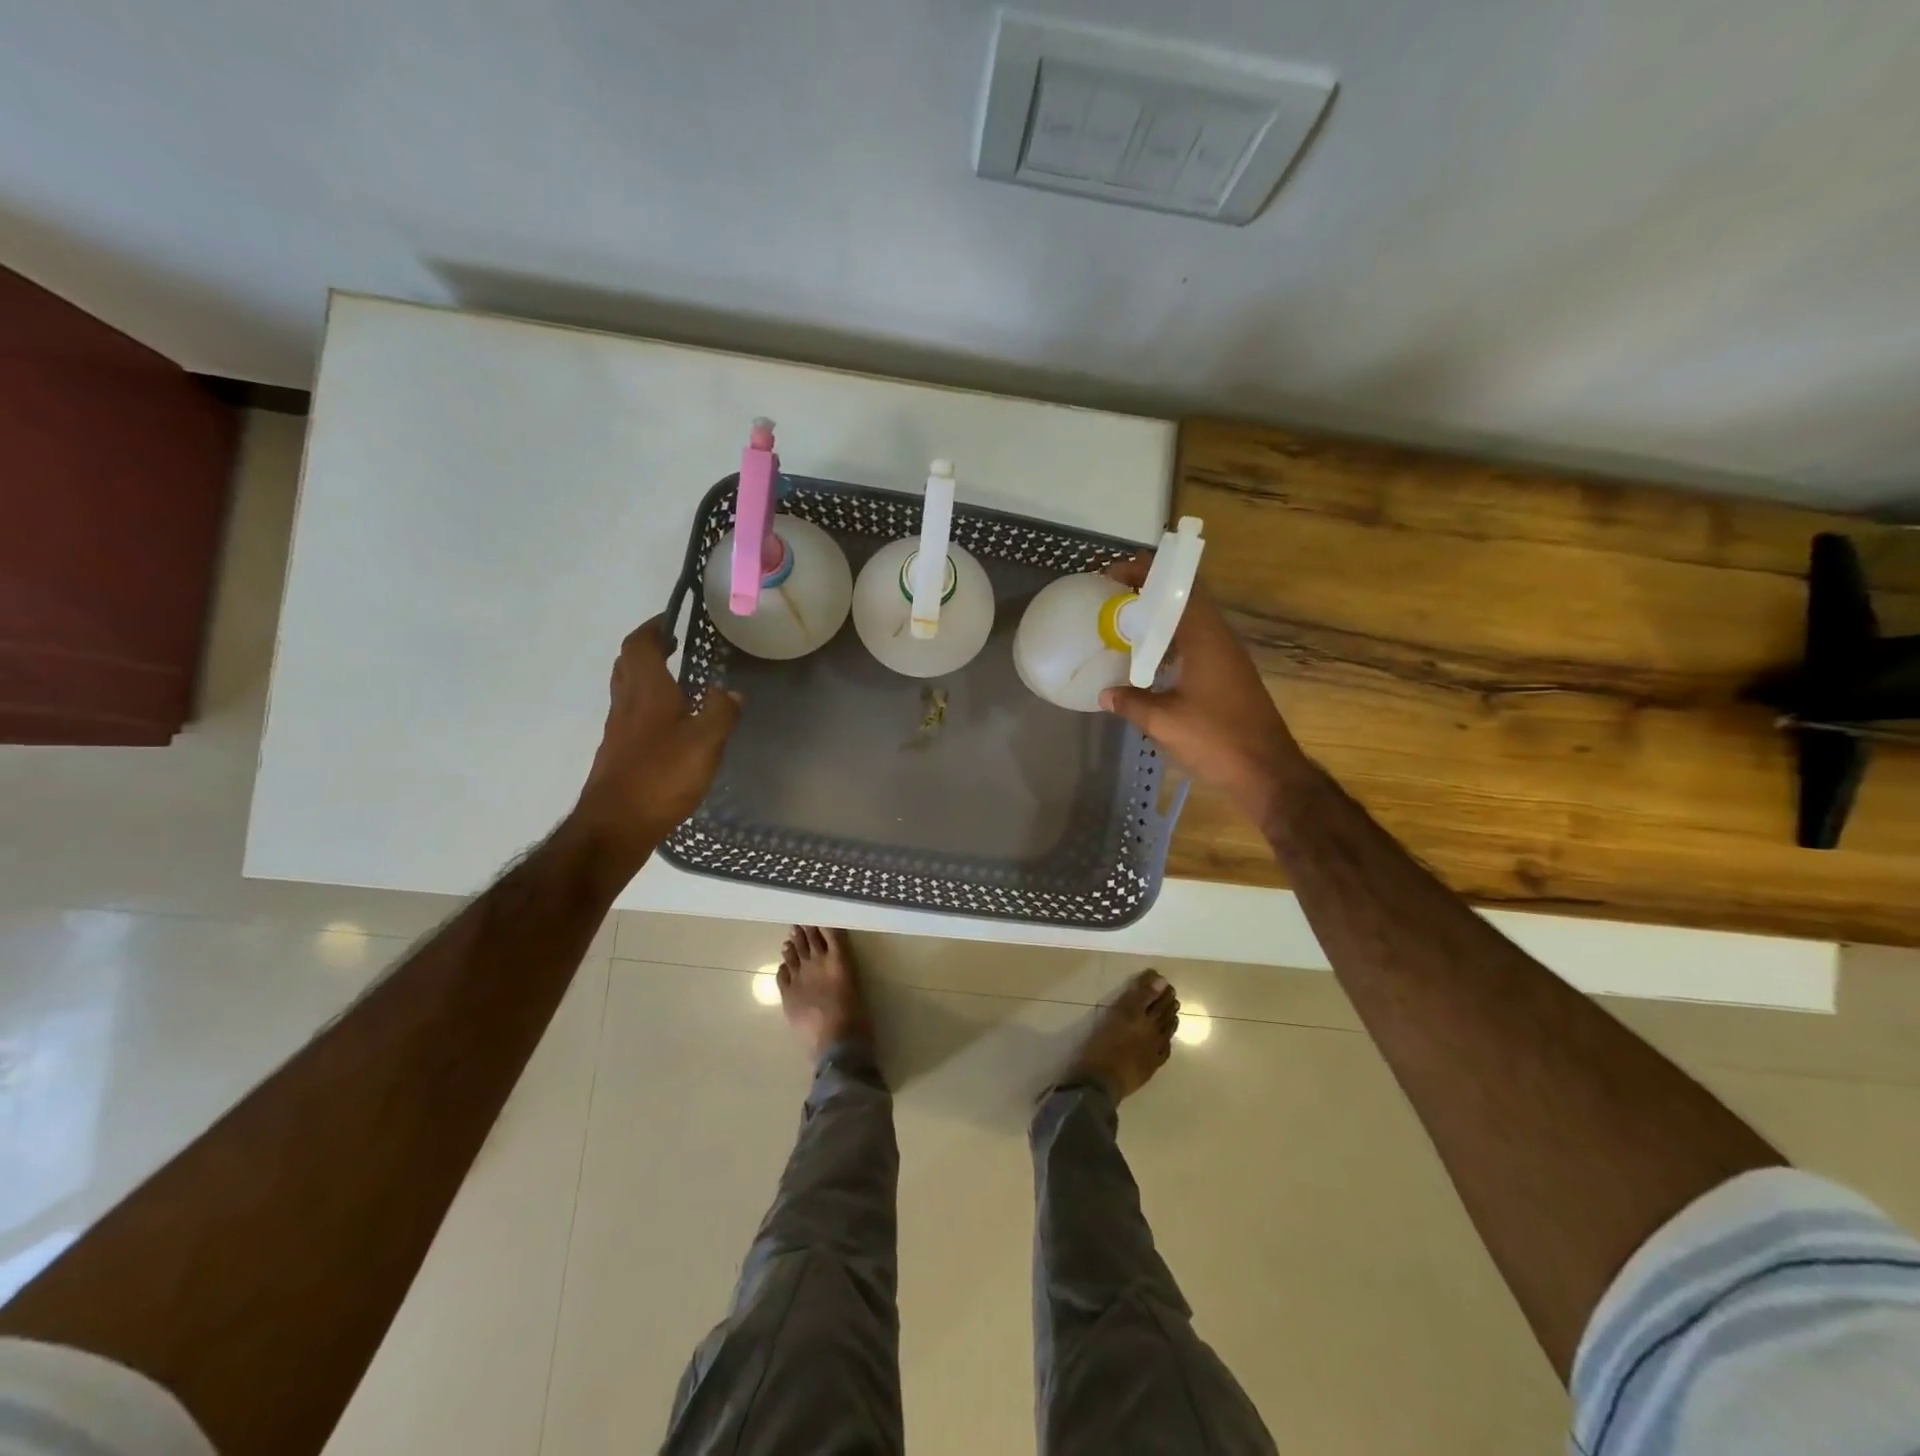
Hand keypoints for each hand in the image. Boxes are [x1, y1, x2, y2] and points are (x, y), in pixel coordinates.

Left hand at [574, 617, 740, 866]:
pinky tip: (670, 725)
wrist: (615, 826)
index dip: (652, 628)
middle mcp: (627, 705)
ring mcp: (618, 731)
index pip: (639, 645)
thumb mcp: (705, 743)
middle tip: (673, 646)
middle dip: (647, 648)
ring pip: (627, 689)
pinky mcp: (618, 754)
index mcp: (647, 693)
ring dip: (646, 676)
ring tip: (676, 681)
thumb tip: (731, 692)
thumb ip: (721, 713)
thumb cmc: (661, 778)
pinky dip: (647, 706)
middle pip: (627, 664)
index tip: (671, 620)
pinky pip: (631, 716)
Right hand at [1099, 556, 1301, 817]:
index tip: (1112, 576)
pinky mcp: (1228, 674)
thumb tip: (1105, 693)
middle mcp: (1219, 638)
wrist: (1267, 770)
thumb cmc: (1216, 739)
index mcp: (1205, 638)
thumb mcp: (1164, 722)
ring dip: (1159, 617)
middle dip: (1148, 592)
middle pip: (1184, 597)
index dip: (1146, 572)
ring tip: (1123, 625)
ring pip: (1190, 620)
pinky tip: (1148, 662)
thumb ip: (1131, 702)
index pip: (1178, 586)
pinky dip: (1169, 641)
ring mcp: (1227, 656)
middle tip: (1112, 599)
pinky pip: (1195, 642)